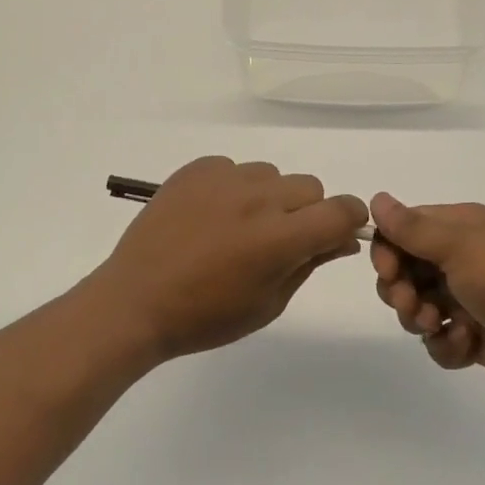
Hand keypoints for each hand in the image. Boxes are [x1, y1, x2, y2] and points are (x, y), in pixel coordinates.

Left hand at [91, 157, 368, 361]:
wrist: (136, 301)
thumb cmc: (206, 316)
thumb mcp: (268, 303)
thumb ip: (309, 264)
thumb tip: (341, 239)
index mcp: (280, 238)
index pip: (341, 210)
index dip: (348, 221)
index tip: (335, 235)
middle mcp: (258, 198)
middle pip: (309, 187)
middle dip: (307, 212)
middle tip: (278, 241)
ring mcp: (224, 179)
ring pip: (272, 175)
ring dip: (269, 198)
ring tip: (238, 228)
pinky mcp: (196, 170)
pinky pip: (233, 169)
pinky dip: (233, 188)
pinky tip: (210, 216)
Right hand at [369, 194, 484, 400]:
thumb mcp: (460, 246)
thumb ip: (413, 228)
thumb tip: (376, 199)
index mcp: (462, 229)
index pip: (405, 230)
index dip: (388, 250)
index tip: (388, 270)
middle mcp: (462, 260)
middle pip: (405, 271)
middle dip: (400, 290)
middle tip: (411, 303)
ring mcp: (468, 299)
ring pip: (417, 307)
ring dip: (419, 318)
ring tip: (439, 325)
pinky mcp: (474, 336)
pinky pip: (439, 339)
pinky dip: (446, 344)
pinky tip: (466, 343)